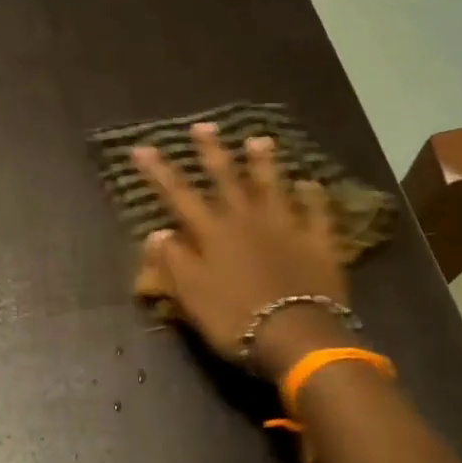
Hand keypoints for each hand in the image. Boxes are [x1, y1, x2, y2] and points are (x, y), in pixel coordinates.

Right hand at [133, 124, 350, 381]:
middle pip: (227, 179)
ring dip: (264, 163)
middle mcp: (247, 220)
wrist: (296, 336)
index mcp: (213, 233)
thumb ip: (173, 262)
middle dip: (212, 152)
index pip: (179, 196)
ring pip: (273, 187)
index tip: (143, 148)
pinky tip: (311, 183)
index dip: (159, 172)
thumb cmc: (235, 318)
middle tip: (204, 126)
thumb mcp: (191, 296)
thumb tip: (157, 232)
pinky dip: (313, 197)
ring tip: (259, 140)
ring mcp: (287, 227)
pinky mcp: (318, 243)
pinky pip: (316, 213)